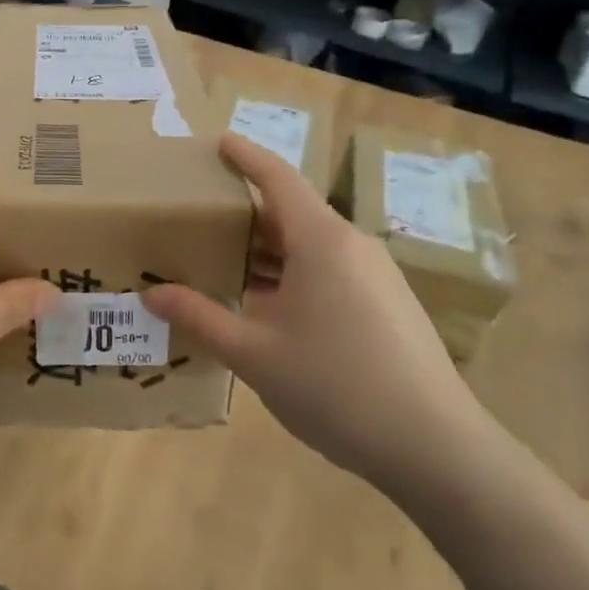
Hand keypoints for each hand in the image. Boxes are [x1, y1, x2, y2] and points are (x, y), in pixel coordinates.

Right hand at [141, 134, 490, 495]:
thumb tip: (152, 295)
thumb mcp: (254, 354)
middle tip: (200, 219)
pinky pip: (331, 270)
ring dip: (269, 250)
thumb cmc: (336, 387)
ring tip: (224, 263)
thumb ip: (201, 318)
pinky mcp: (388, 304)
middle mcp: (352, 244)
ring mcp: (376, 275)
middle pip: (292, 212)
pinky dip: (293, 274)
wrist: (436, 447)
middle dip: (246, 212)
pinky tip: (269, 307)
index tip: (218, 141)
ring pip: (311, 245)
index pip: (277, 178)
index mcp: (321, 240)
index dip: (246, 156)